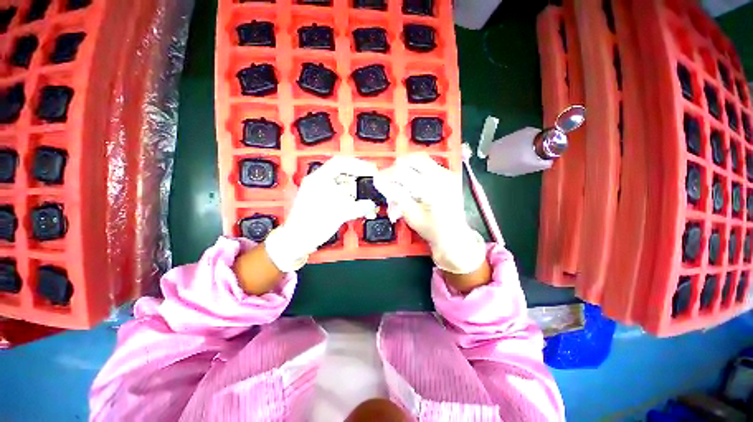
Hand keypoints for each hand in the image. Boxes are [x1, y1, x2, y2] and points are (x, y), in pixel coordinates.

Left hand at [264, 157, 377, 271]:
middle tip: (370, 183)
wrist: (298, 240)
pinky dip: (350, 199)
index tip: (370, 170)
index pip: (340, 163)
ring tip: (365, 199)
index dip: (358, 165)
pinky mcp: (322, 200)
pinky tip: (358, 206)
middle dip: (359, 180)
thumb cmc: (311, 226)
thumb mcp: (340, 214)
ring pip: (342, 185)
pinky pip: (339, 194)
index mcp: (318, 179)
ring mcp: (320, 191)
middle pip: (343, 173)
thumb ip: (359, 207)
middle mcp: (318, 182)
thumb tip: (371, 204)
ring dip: (355, 191)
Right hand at [374, 153, 485, 274]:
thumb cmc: (432, 229)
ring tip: (400, 183)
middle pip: (414, 159)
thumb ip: (396, 195)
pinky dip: (416, 172)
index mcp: (433, 187)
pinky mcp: (449, 176)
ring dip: (407, 169)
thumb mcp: (411, 215)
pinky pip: (429, 166)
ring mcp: (448, 174)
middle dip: (398, 167)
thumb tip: (380, 181)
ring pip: (422, 160)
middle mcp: (443, 176)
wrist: (454, 236)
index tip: (378, 180)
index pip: (404, 172)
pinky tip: (412, 185)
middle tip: (389, 179)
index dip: (388, 174)